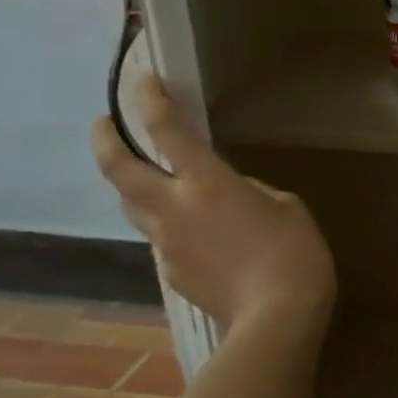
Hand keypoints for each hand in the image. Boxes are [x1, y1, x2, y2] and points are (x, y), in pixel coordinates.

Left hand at [92, 74, 335, 329]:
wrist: (276, 316)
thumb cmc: (295, 251)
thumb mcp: (286, 206)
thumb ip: (249, 191)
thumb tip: (229, 193)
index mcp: (207, 183)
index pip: (167, 131)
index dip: (151, 101)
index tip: (144, 80)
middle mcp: (173, 208)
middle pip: (119, 170)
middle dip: (105, 141)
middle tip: (103, 124)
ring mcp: (165, 243)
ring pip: (132, 205)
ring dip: (132, 184)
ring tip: (146, 176)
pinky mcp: (170, 272)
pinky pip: (159, 237)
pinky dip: (166, 223)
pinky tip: (194, 232)